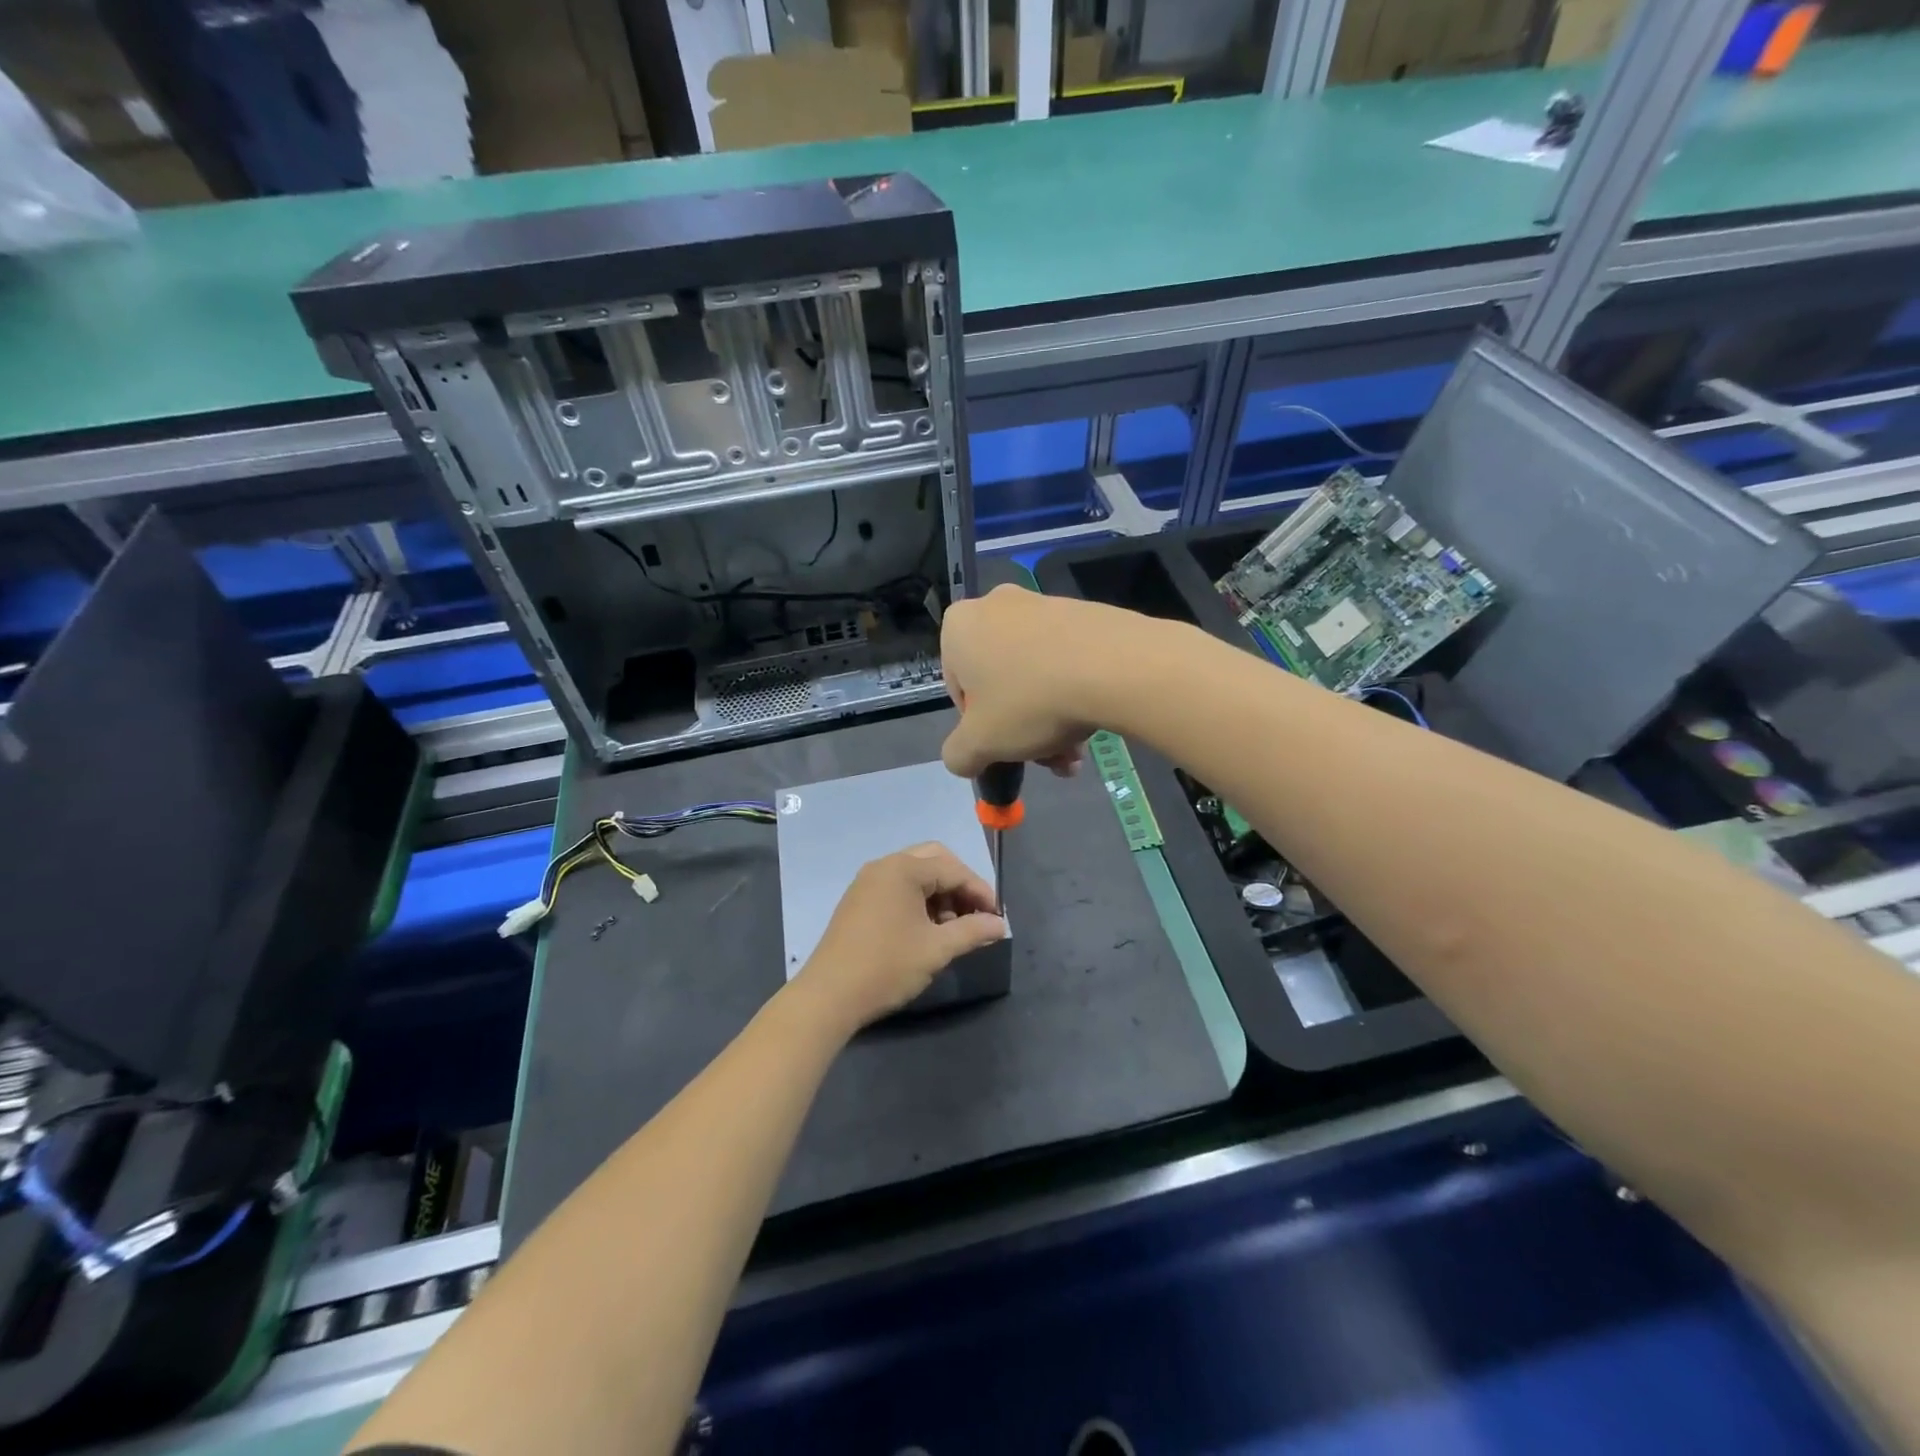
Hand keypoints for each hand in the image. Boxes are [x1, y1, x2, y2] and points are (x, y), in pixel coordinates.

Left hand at [792, 843, 1007, 1034]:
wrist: (829, 996)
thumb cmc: (887, 966)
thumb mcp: (937, 949)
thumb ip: (972, 931)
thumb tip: (999, 925)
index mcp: (903, 869)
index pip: (953, 869)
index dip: (980, 891)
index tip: (997, 918)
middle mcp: (884, 866)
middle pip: (934, 861)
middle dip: (959, 886)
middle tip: (975, 916)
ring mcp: (867, 882)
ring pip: (916, 876)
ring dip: (940, 895)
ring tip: (952, 930)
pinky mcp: (859, 901)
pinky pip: (898, 888)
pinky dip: (919, 901)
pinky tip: (926, 931)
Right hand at [941, 585, 1137, 778]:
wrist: (1115, 666)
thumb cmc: (1030, 702)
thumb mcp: (981, 743)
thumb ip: (959, 755)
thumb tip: (962, 758)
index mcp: (959, 627)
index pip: (958, 688)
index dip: (980, 726)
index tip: (1004, 746)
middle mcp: (996, 605)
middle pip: (1001, 683)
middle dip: (1021, 728)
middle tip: (1047, 758)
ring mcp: (1043, 604)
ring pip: (1036, 676)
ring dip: (1050, 719)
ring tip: (1075, 753)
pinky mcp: (1084, 612)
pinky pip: (1066, 659)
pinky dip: (1073, 692)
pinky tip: (1092, 724)